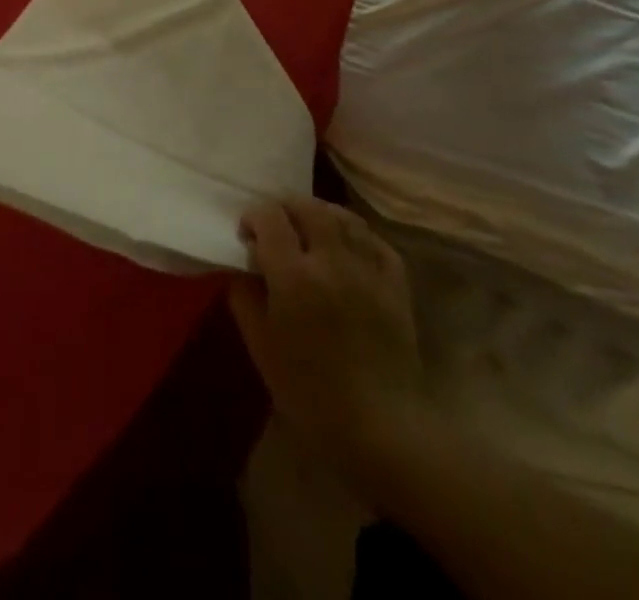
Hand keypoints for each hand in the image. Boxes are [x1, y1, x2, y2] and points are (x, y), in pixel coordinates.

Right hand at [230, 197, 429, 482]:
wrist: (383, 432)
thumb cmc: (311, 394)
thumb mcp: (261, 347)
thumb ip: (244, 297)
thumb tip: (242, 267)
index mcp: (294, 276)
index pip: (269, 217)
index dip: (253, 217)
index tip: (247, 236)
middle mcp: (332, 261)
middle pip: (307, 207)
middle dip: (285, 208)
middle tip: (276, 228)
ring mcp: (368, 270)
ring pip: (343, 217)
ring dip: (320, 215)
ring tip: (309, 231)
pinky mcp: (396, 285)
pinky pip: (375, 240)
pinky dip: (356, 233)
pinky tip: (346, 245)